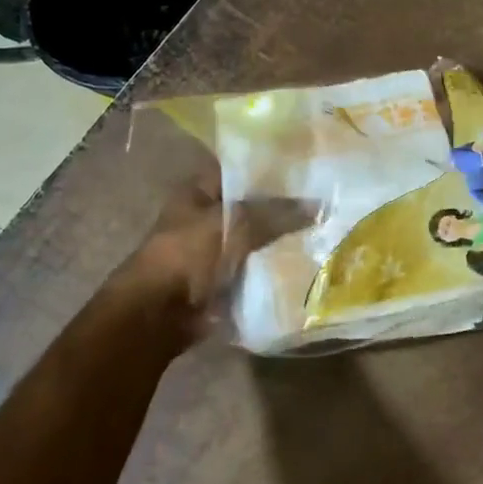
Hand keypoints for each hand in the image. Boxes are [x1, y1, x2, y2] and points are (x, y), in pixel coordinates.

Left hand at [120, 168, 313, 341]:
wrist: (159, 314)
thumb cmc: (188, 255)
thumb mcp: (233, 224)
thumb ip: (275, 213)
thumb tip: (318, 205)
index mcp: (197, 193)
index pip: (238, 171)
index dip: (268, 169)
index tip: (305, 170)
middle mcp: (204, 218)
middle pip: (249, 208)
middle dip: (280, 209)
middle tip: (323, 204)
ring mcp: (212, 252)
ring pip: (254, 241)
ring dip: (279, 242)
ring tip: (322, 234)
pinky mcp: (221, 282)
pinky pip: (253, 270)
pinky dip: (272, 270)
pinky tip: (305, 265)